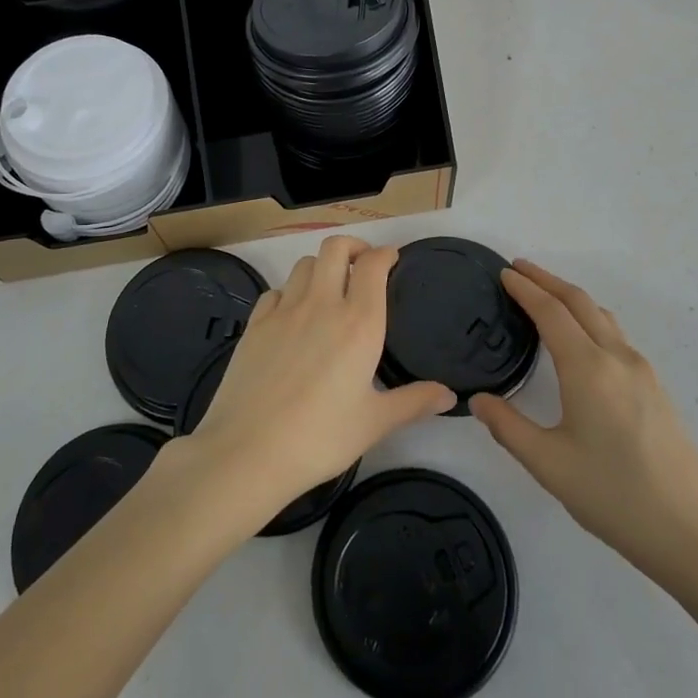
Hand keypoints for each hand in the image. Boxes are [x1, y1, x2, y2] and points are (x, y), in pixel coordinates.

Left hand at [183, 235, 454, 524]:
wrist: (248, 451)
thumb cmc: (320, 437)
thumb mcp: (374, 423)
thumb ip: (413, 402)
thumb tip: (449, 395)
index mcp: (358, 323)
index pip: (373, 265)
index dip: (385, 254)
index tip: (393, 260)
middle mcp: (322, 304)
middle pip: (335, 248)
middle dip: (353, 246)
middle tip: (363, 264)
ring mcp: (284, 310)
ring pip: (304, 264)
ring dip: (321, 266)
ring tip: (329, 287)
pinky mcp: (255, 324)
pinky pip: (276, 290)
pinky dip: (289, 291)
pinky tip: (292, 314)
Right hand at [470, 260, 697, 599]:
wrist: (694, 534)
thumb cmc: (614, 496)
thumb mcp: (548, 464)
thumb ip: (508, 427)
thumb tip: (478, 400)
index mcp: (588, 368)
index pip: (550, 312)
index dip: (525, 289)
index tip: (503, 273)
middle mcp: (617, 358)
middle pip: (579, 302)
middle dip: (547, 280)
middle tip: (518, 270)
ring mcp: (642, 372)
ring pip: (601, 316)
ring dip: (570, 298)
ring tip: (545, 296)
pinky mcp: (655, 389)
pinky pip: (615, 335)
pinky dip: (589, 319)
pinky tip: (580, 340)